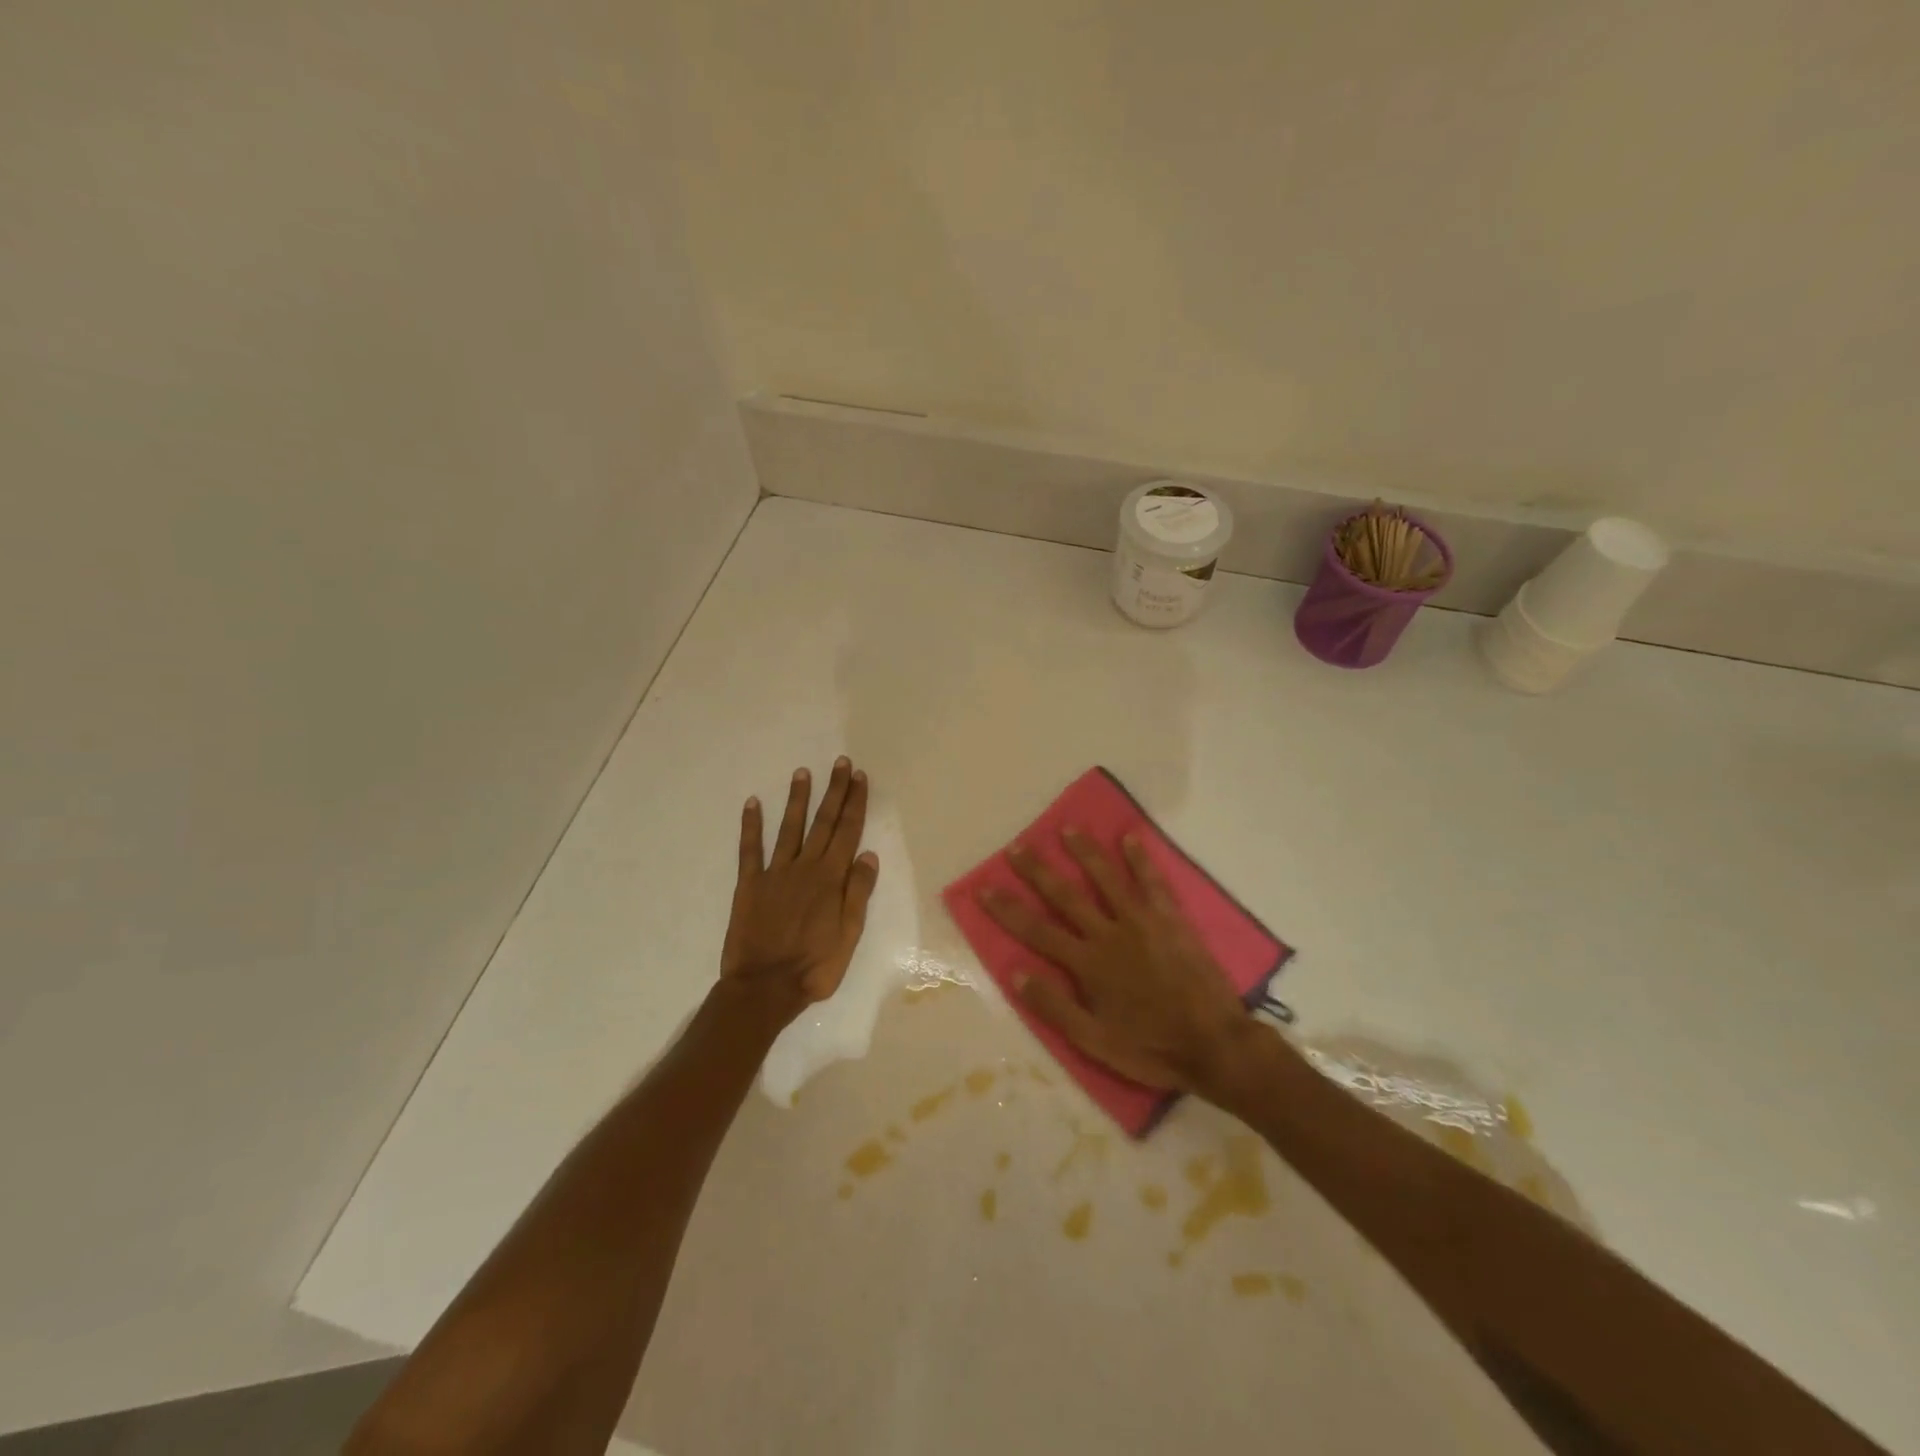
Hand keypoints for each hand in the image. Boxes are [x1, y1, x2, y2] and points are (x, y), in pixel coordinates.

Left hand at [719, 757, 879, 1023]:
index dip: (854, 803)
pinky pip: (750, 849)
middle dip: (834, 791)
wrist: (765, 987)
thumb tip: (868, 854)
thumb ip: (857, 892)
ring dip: (798, 799)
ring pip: (789, 828)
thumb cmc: (815, 966)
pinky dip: (751, 825)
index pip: (847, 832)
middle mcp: (805, 867)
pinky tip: (753, 803)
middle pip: (823, 823)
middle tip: (840, 764)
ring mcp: (775, 873)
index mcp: (831, 879)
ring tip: (802, 773)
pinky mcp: (749, 884)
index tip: (859, 778)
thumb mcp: (849, 934)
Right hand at [979, 829, 1262, 1098]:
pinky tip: (1131, 837)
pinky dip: (1141, 859)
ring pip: (1106, 879)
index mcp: (1087, 964)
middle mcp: (1109, 934)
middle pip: (1065, 896)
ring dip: (1085, 852)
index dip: (1008, 909)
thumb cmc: (1151, 1047)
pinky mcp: (1171, 919)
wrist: (1214, 1044)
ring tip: (1068, 829)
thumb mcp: (1094, 1041)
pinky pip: (1153, 882)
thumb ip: (1054, 1007)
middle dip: (1038, 871)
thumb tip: (1016, 973)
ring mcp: (1142, 922)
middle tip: (1017, 847)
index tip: (985, 887)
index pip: (1037, 931)